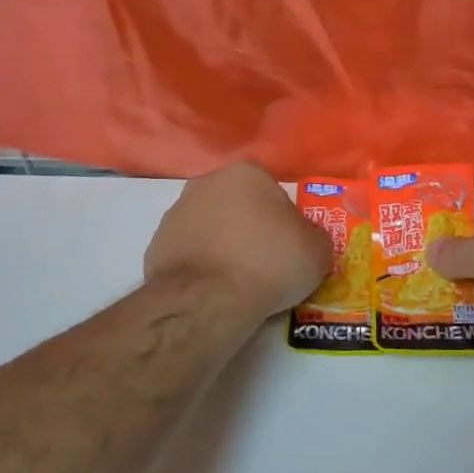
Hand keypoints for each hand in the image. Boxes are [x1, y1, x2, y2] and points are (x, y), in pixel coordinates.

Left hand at [145, 162, 331, 321]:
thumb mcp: (317, 250)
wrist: (208, 299)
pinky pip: (190, 254)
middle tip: (266, 264)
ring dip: (223, 247)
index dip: (284, 221)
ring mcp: (175, 214)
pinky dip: (202, 268)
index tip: (289, 248)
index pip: (273, 192)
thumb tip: (305, 241)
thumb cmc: (269, 262)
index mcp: (246, 173)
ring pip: (211, 229)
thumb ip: (313, 237)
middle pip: (238, 206)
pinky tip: (214, 291)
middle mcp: (206, 183)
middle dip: (250, 229)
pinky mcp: (155, 246)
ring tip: (239, 283)